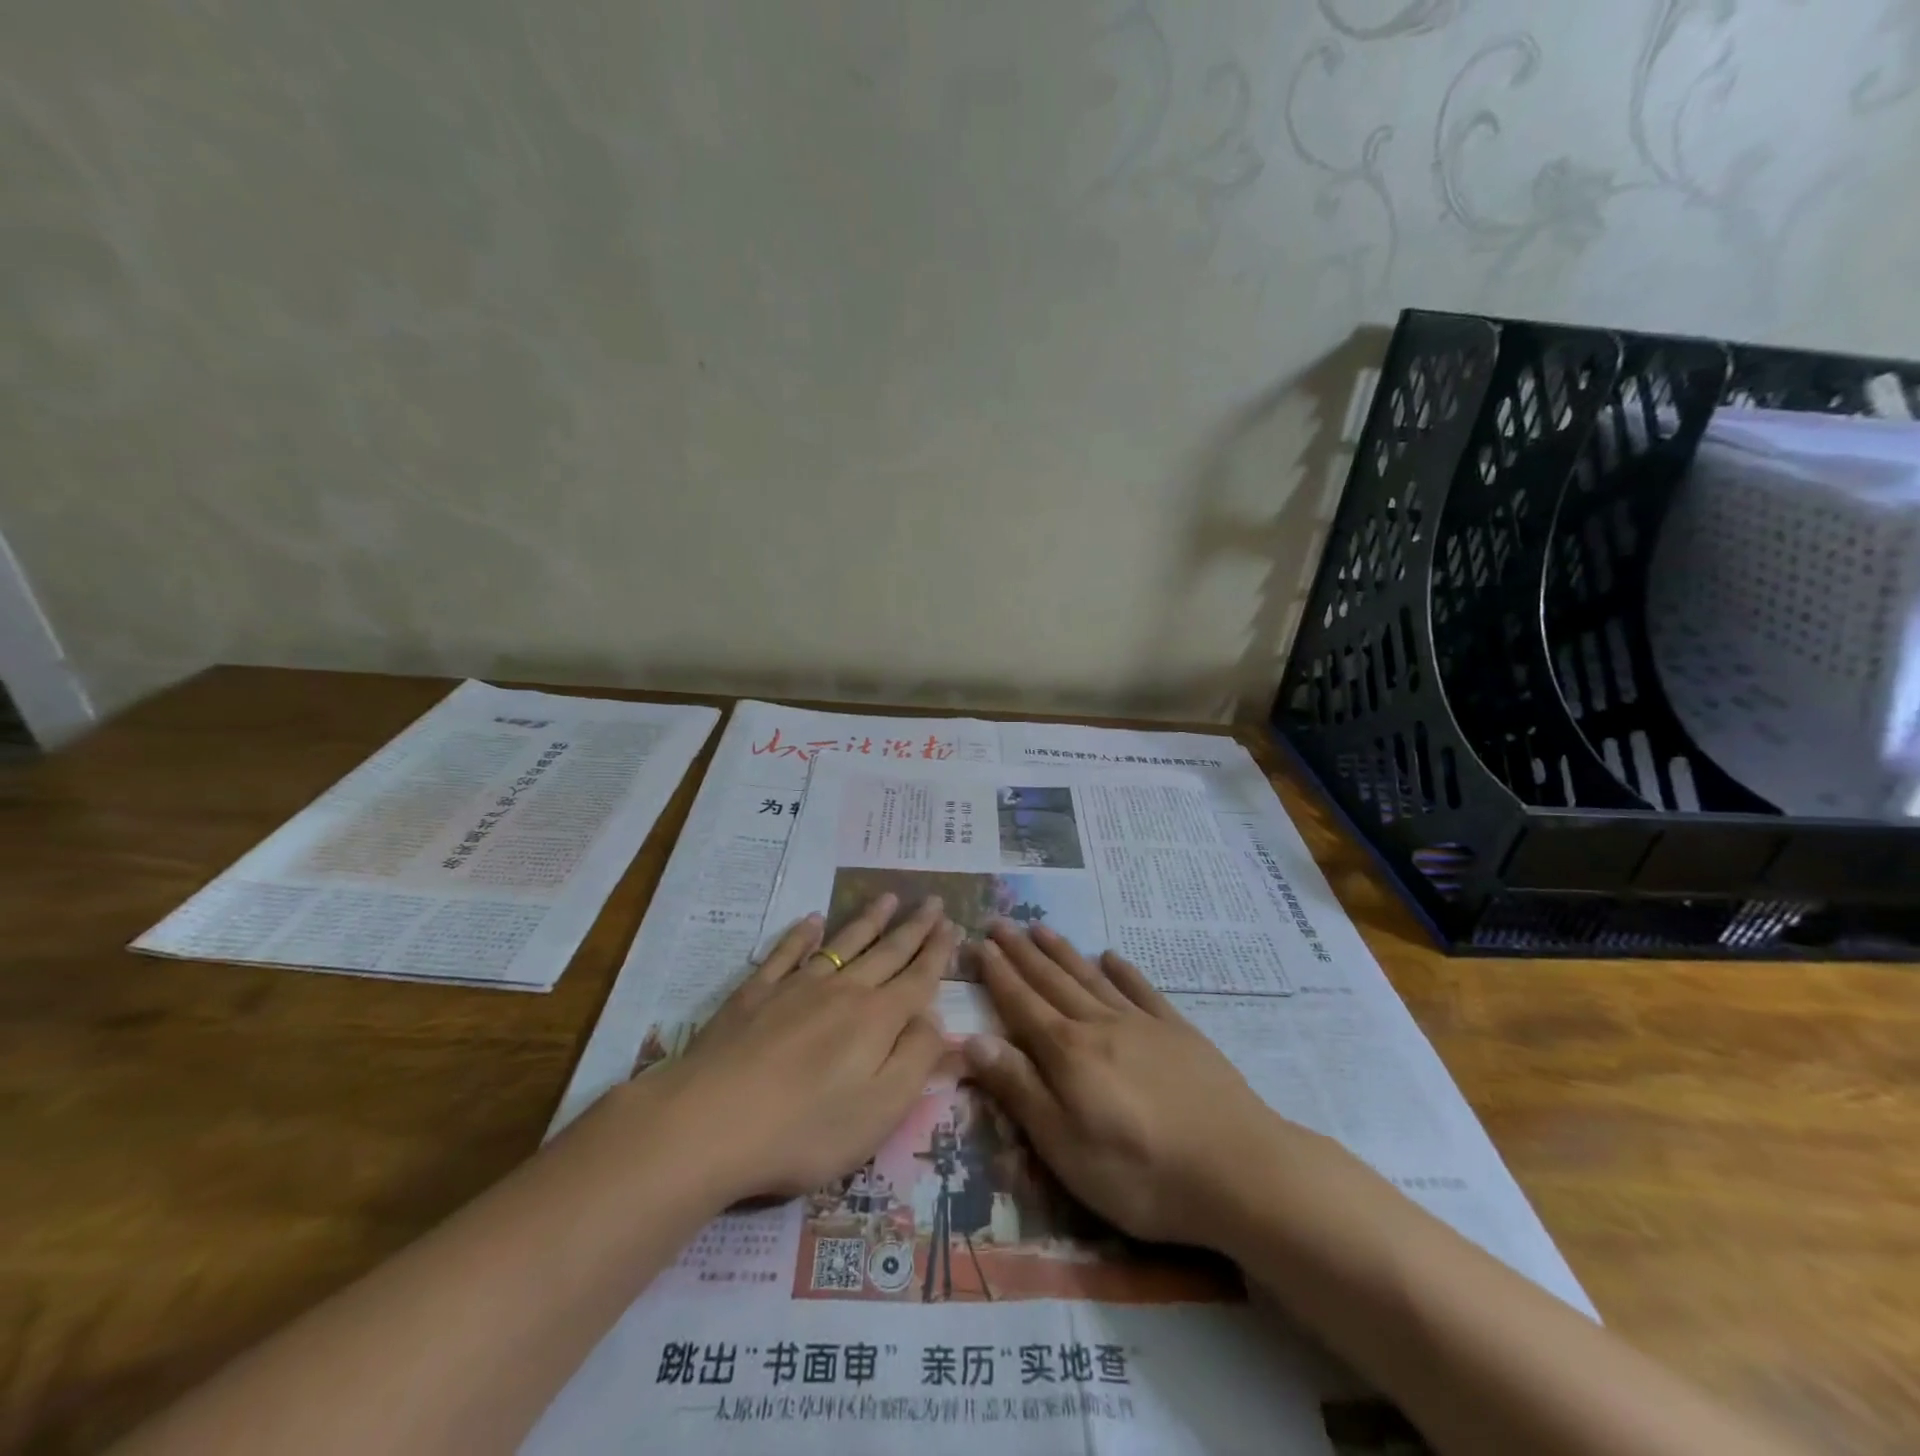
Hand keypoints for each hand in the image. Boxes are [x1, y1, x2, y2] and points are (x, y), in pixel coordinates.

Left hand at [643, 894, 959, 1205]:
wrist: (710, 1122)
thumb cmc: (806, 1129)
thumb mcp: (881, 1110)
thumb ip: (916, 1060)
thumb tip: (936, 1020)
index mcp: (877, 1020)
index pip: (918, 979)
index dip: (939, 953)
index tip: (954, 925)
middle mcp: (843, 991)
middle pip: (886, 952)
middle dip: (914, 927)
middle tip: (933, 900)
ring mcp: (796, 987)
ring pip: (843, 944)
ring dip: (868, 920)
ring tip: (888, 897)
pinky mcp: (755, 994)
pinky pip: (785, 954)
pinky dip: (801, 934)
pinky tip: (811, 920)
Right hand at [963, 921, 1302, 1249]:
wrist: (1239, 1169)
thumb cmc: (1140, 1172)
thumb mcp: (1065, 1146)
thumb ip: (1019, 1089)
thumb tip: (973, 1038)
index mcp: (1068, 1053)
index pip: (1021, 1004)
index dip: (997, 975)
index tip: (977, 943)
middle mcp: (1100, 1025)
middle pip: (1052, 981)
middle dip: (1021, 953)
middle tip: (999, 923)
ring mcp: (1142, 1024)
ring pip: (1091, 978)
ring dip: (1063, 952)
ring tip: (1040, 928)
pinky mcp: (1179, 1033)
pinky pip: (1142, 990)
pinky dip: (1123, 971)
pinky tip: (1112, 956)